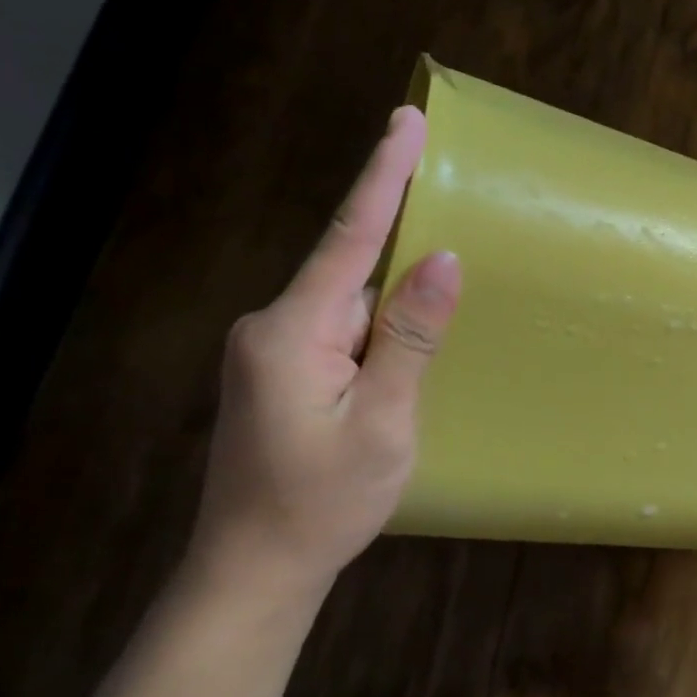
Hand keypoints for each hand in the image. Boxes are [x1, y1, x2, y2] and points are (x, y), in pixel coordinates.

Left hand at [190, 105, 460, 596]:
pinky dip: (375, 340)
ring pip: (350, 310)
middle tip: (443, 264)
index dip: (382, 176)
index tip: (406, 122)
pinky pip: (340, 334)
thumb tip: (444, 259)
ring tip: (409, 368)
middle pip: (352, 274)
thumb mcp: (382, 420)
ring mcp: (271, 351)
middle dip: (401, 264)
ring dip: (390, 322)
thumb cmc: (322, 503)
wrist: (252, 573)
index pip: (349, 238)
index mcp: (292, 331)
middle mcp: (273, 327)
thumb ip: (410, 335)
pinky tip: (392, 378)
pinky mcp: (279, 373)